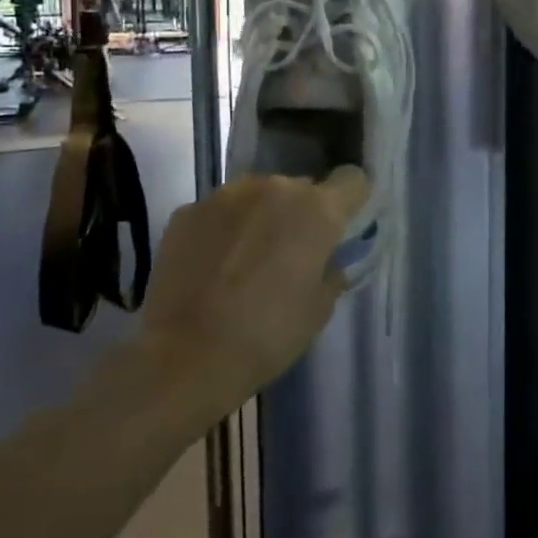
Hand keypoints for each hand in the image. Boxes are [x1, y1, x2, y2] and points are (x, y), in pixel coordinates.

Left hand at [142, 168, 368, 399]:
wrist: (185, 357)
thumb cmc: (267, 335)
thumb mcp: (319, 309)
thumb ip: (330, 271)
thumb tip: (325, 259)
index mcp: (317, 209)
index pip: (352, 180)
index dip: (352, 200)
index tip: (341, 227)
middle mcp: (274, 188)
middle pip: (301, 188)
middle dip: (301, 214)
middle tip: (290, 255)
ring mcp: (225, 195)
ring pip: (258, 196)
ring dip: (260, 218)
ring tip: (245, 261)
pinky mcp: (187, 212)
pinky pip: (219, 212)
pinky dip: (223, 230)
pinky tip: (212, 267)